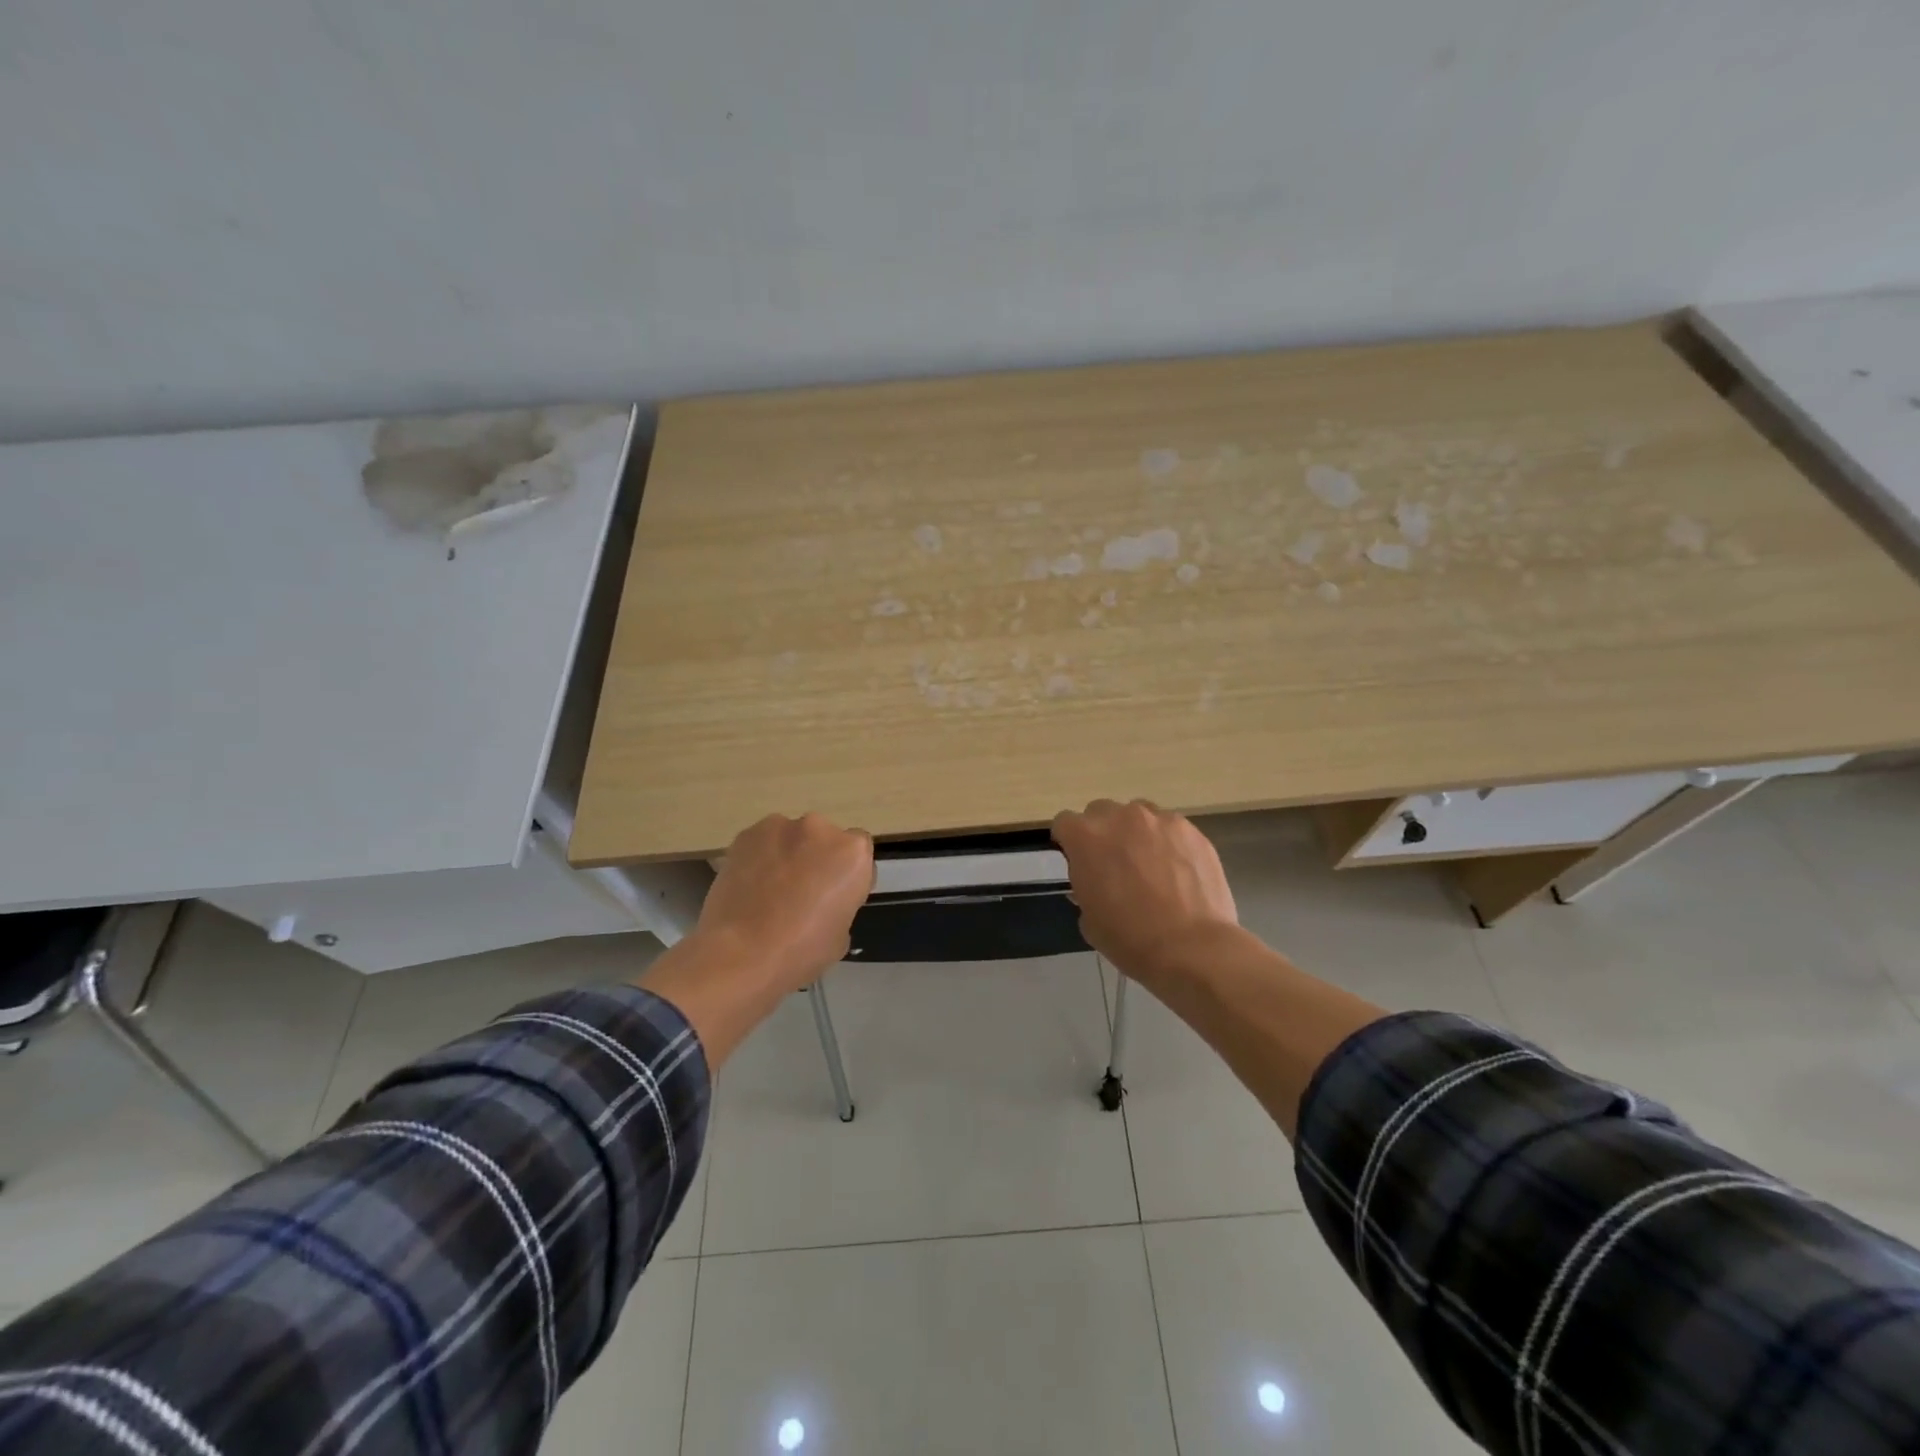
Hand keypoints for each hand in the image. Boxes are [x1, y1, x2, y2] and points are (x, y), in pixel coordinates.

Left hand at [695, 813, 874, 990]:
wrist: (740, 954)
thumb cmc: (801, 951)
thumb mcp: (841, 935)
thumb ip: (840, 904)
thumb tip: (823, 902)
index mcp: (852, 853)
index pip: (859, 850)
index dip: (847, 872)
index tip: (835, 894)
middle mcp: (819, 829)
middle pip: (824, 838)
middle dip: (816, 858)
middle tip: (802, 892)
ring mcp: (780, 827)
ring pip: (790, 838)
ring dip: (787, 855)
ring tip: (769, 890)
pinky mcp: (746, 834)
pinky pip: (761, 843)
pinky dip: (759, 858)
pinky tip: (748, 887)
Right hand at [1051, 800, 1238, 980]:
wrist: (1192, 947)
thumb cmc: (1130, 938)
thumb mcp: (1089, 919)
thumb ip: (1086, 887)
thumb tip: (1096, 881)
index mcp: (1085, 837)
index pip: (1065, 823)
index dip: (1069, 842)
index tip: (1077, 860)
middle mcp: (1119, 817)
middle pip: (1101, 812)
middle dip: (1103, 833)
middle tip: (1114, 864)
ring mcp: (1158, 820)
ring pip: (1138, 815)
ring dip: (1136, 833)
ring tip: (1150, 865)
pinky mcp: (1190, 829)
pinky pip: (1170, 828)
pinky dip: (1168, 843)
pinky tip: (1178, 871)